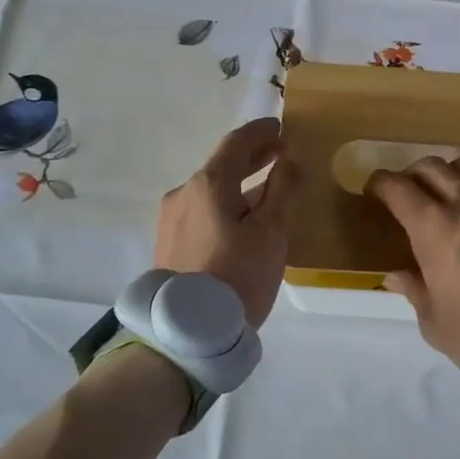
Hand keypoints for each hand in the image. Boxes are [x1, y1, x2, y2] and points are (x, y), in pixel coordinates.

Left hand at [157, 118, 301, 327]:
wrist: (187, 332)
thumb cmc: (237, 276)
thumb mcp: (271, 232)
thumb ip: (282, 189)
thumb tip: (290, 157)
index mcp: (208, 184)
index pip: (236, 143)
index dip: (261, 132)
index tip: (281, 126)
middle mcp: (183, 193)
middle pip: (221, 165)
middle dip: (253, 156)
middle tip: (281, 152)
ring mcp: (172, 219)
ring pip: (212, 190)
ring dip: (240, 183)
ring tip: (268, 188)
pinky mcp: (169, 243)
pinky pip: (203, 211)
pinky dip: (226, 203)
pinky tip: (242, 219)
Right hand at [367, 157, 459, 363]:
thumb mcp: (434, 322)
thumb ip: (413, 291)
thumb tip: (396, 275)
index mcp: (432, 227)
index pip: (396, 187)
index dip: (380, 184)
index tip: (374, 192)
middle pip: (430, 166)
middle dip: (411, 175)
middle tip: (407, 195)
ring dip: (448, 175)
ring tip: (446, 195)